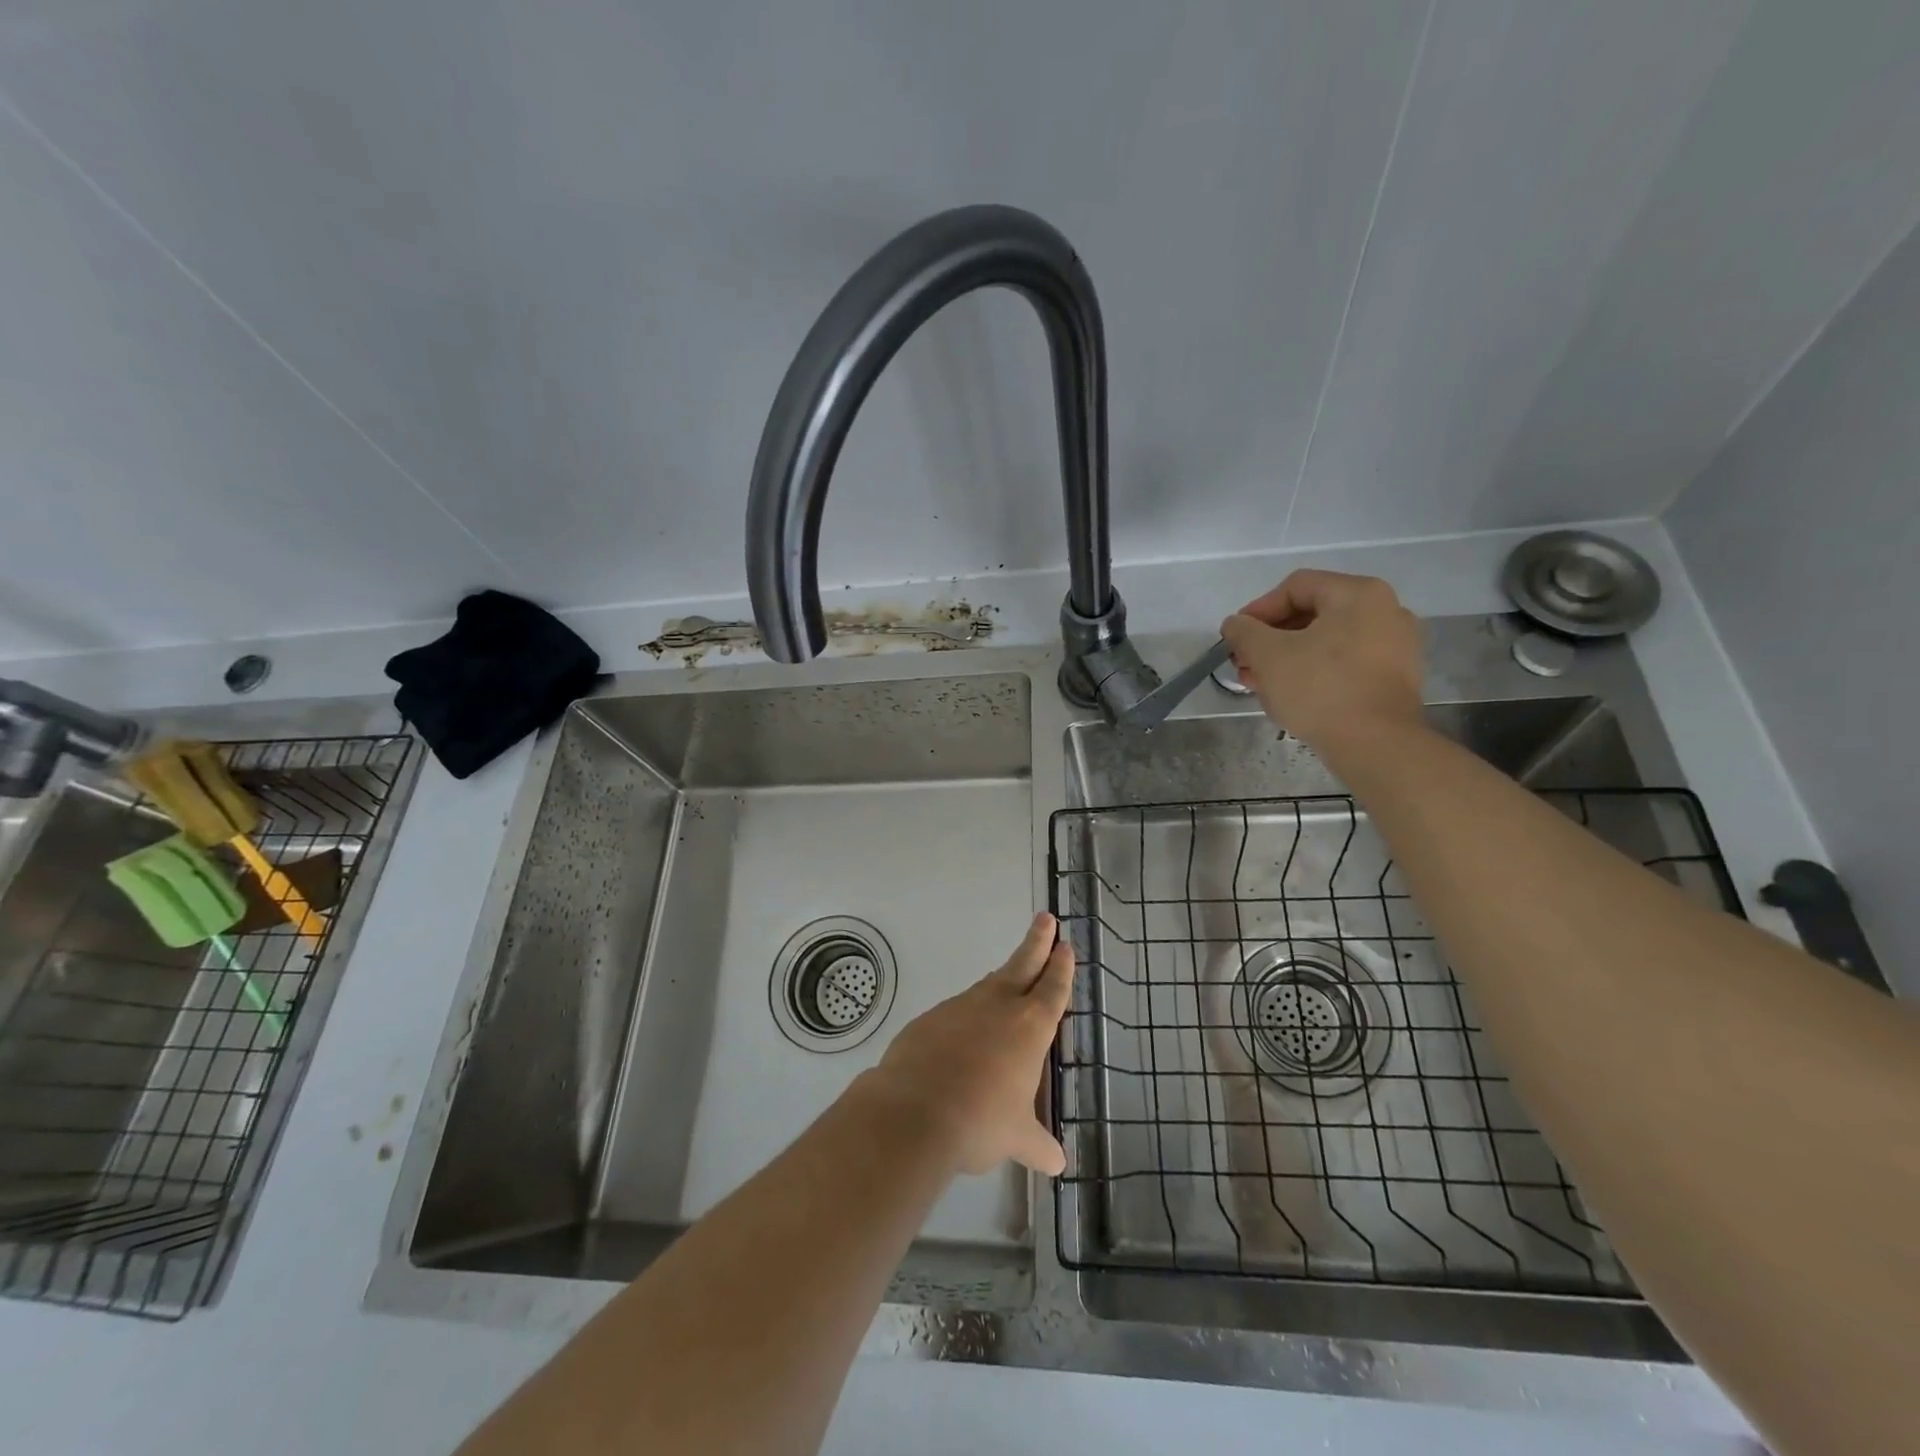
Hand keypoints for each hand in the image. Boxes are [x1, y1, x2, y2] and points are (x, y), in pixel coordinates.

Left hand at [866, 912, 1073, 1176]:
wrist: (913, 1111)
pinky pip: (958, 1010)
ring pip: (988, 985)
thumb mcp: (1017, 1139)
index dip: (1061, 968)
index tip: (1064, 946)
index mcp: (1029, 1027)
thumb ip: (1038, 1147)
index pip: (1052, 989)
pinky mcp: (931, 1018)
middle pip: (1023, 964)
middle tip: (1046, 919)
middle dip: (1037, 942)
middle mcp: (997, 1006)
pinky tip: (965, 1032)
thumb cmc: (979, 1121)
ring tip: (1011, 977)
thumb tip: (1057, 1164)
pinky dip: (968, 1013)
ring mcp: (961, 1007)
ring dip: (1003, 978)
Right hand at [1220, 569, 1423, 754]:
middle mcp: (1386, 610)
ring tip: (1259, 683)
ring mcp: (1396, 645)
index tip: (1235, 637)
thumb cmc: (1319, 689)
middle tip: (1244, 663)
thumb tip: (1235, 624)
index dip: (1258, 609)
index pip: (1296, 587)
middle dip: (1270, 639)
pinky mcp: (1395, 677)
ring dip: (1287, 657)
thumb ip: (1244, 631)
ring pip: (1327, 641)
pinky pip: (1345, 663)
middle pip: (1312, 614)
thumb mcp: (1267, 655)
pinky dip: (1314, 672)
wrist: (1375, 744)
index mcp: (1358, 594)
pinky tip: (1290, 694)